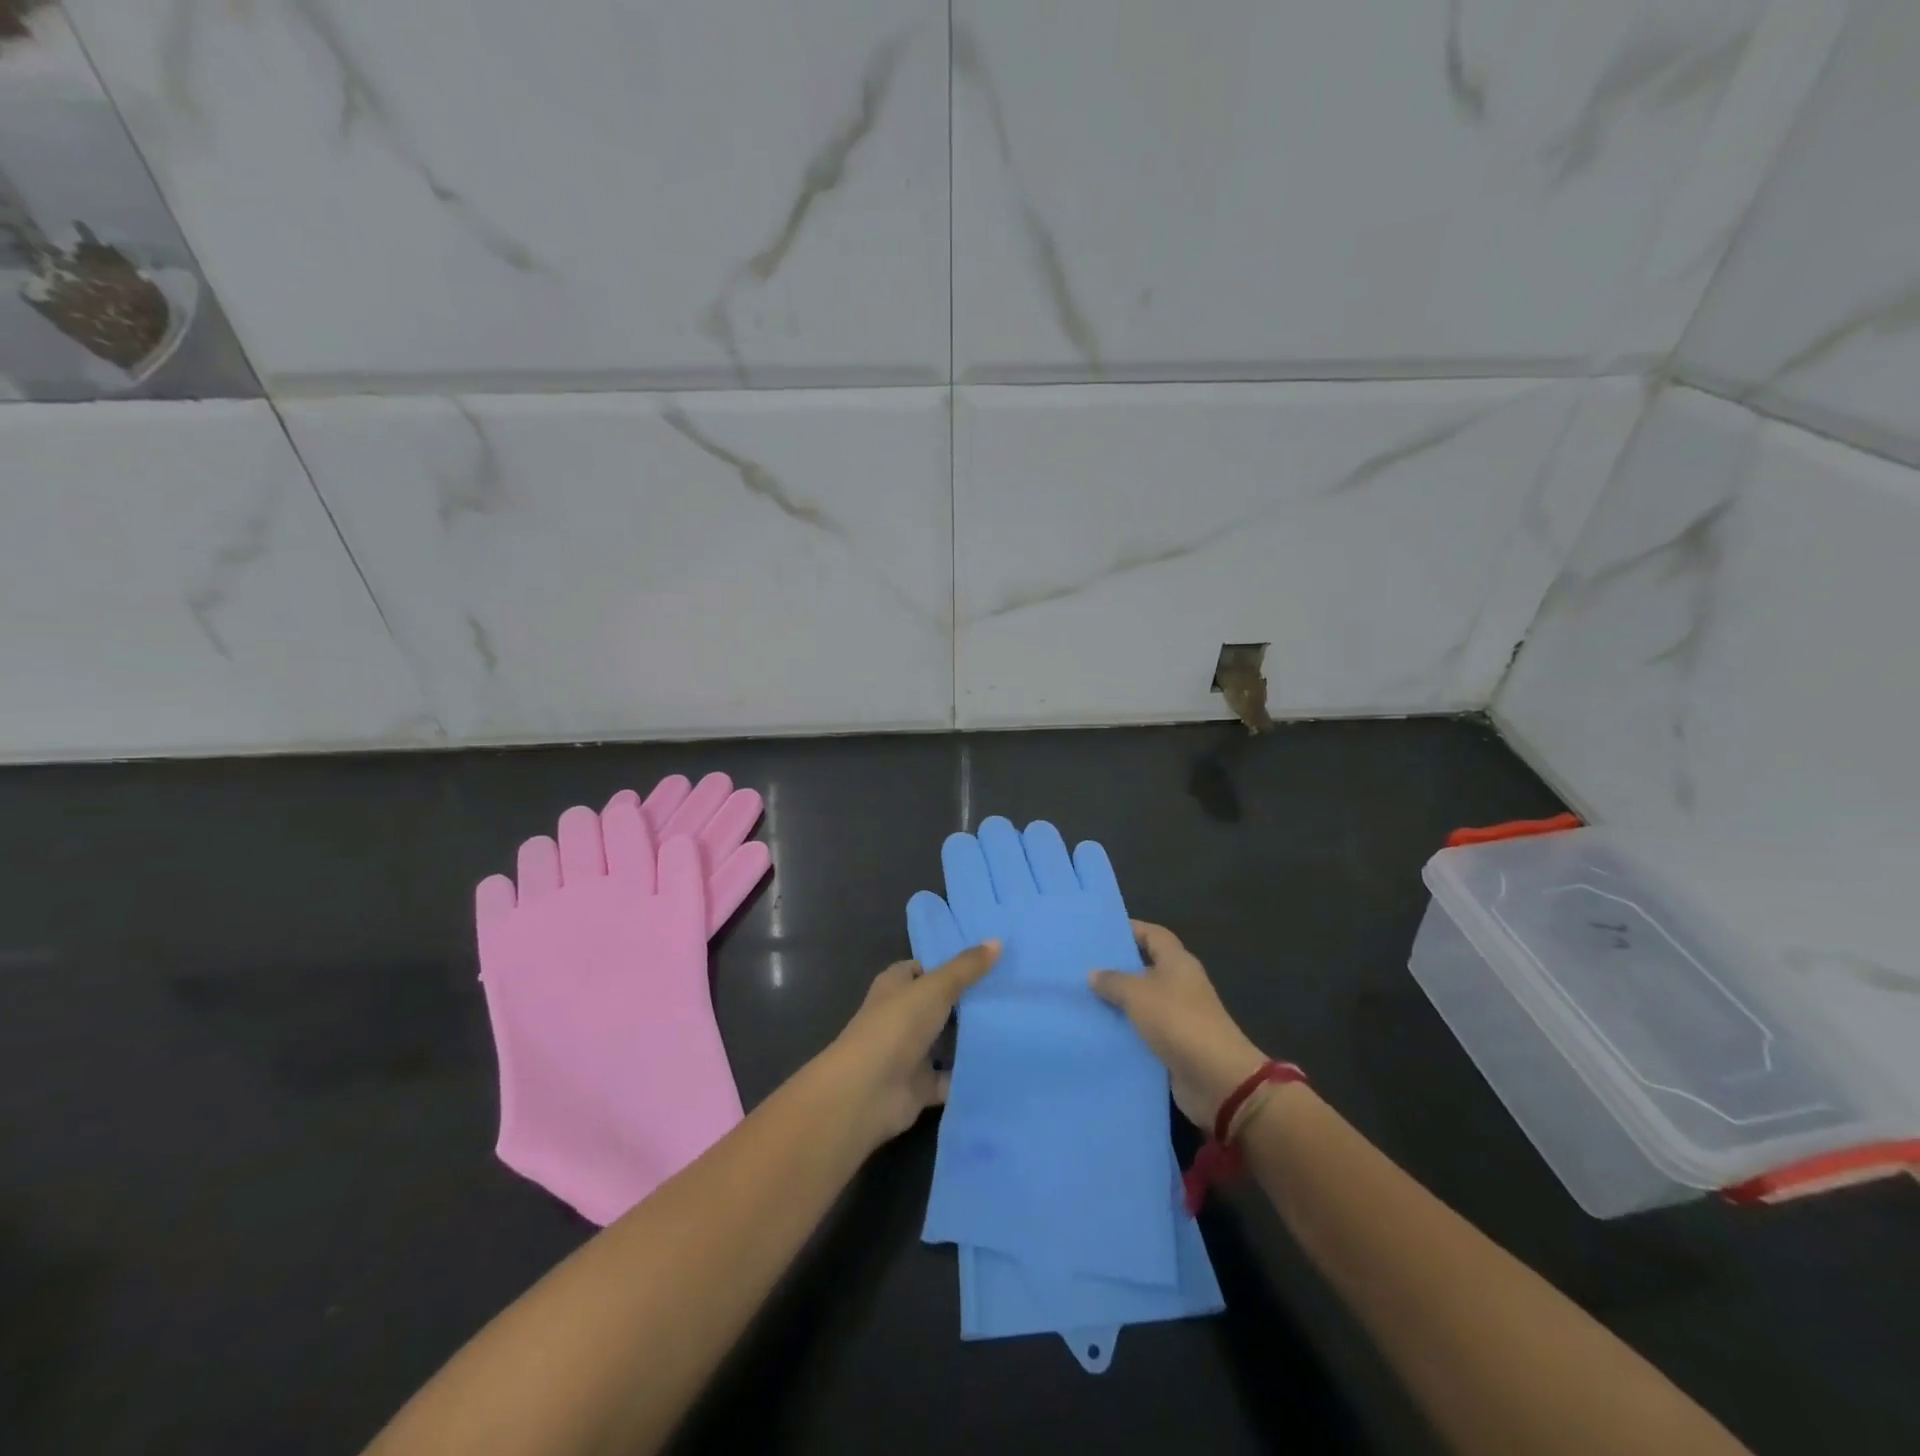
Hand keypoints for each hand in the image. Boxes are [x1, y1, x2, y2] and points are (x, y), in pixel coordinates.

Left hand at [828, 941, 1000, 1145]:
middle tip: (1012, 992)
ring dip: (972, 1038)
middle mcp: (902, 1015)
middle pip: (940, 1004)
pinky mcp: (921, 1085)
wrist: (867, 1091)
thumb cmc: (897, 1026)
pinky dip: (970, 1074)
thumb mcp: (935, 987)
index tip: (990, 961)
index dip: (952, 964)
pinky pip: (951, 1077)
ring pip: (947, 1041)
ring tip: (1016, 1024)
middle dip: (970, 1001)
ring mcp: (910, 1052)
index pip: (925, 967)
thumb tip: (996, 941)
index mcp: (896, 985)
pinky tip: (1003, 1064)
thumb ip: (966, 968)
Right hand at [1089, 921, 1268, 1129]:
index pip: (1152, 934)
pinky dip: (1125, 1030)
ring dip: (1118, 1003)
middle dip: (1117, 968)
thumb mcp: (1137, 994)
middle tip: (1083, 967)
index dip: (1129, 930)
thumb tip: (1093, 973)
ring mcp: (1178, 1015)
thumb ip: (1113, 981)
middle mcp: (1180, 984)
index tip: (1100, 933)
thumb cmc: (1177, 1021)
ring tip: (1083, 999)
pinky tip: (1098, 1031)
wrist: (1215, 1079)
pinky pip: (1144, 1030)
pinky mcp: (1174, 1044)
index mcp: (1177, 962)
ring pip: (1142, 1002)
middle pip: (1145, 968)